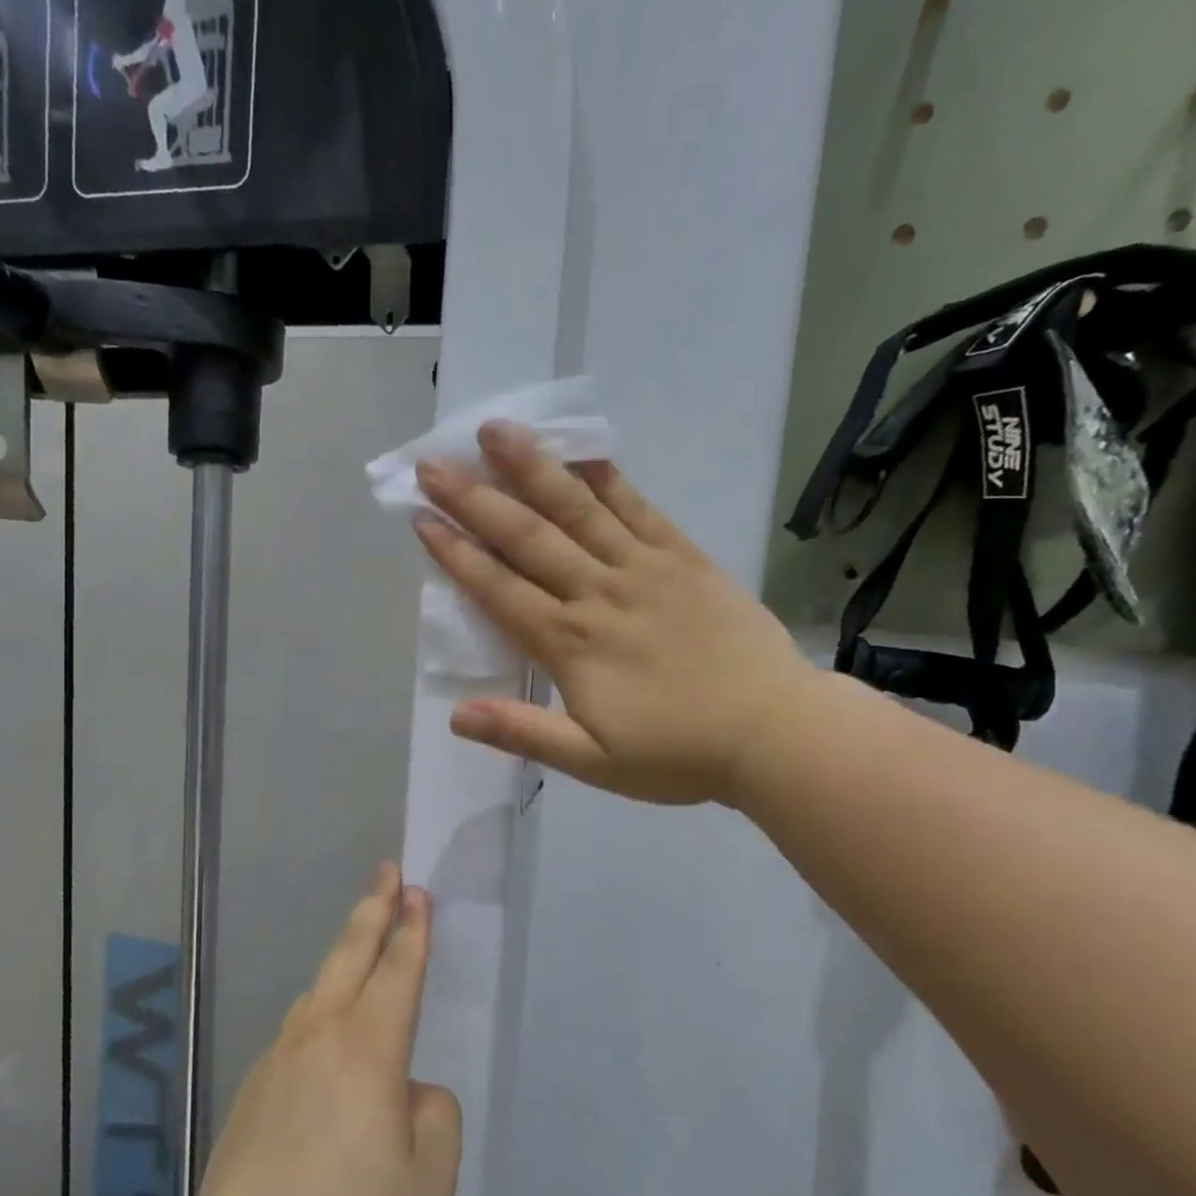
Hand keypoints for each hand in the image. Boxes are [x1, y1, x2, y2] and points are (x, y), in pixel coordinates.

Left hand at [185, 865, 460, 1195]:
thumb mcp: (429, 1182)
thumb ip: (433, 1117)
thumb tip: (407, 1093)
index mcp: (367, 1051)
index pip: (397, 972)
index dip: (412, 929)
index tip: (416, 890)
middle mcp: (318, 1039)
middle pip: (349, 956)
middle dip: (373, 908)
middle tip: (386, 872)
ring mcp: (276, 1063)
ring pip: (317, 992)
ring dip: (342, 957)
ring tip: (359, 944)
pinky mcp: (250, 1095)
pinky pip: (295, 1035)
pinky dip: (318, 1015)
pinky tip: (322, 1046)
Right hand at [413, 421, 815, 805]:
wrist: (774, 732)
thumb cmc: (677, 754)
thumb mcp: (593, 763)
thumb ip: (524, 734)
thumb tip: (455, 716)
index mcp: (570, 644)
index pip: (499, 590)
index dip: (456, 555)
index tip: (421, 520)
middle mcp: (598, 594)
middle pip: (527, 538)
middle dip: (474, 500)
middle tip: (433, 464)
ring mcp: (644, 569)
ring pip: (578, 510)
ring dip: (532, 469)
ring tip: (495, 431)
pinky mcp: (684, 559)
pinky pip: (640, 510)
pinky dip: (608, 480)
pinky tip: (582, 454)